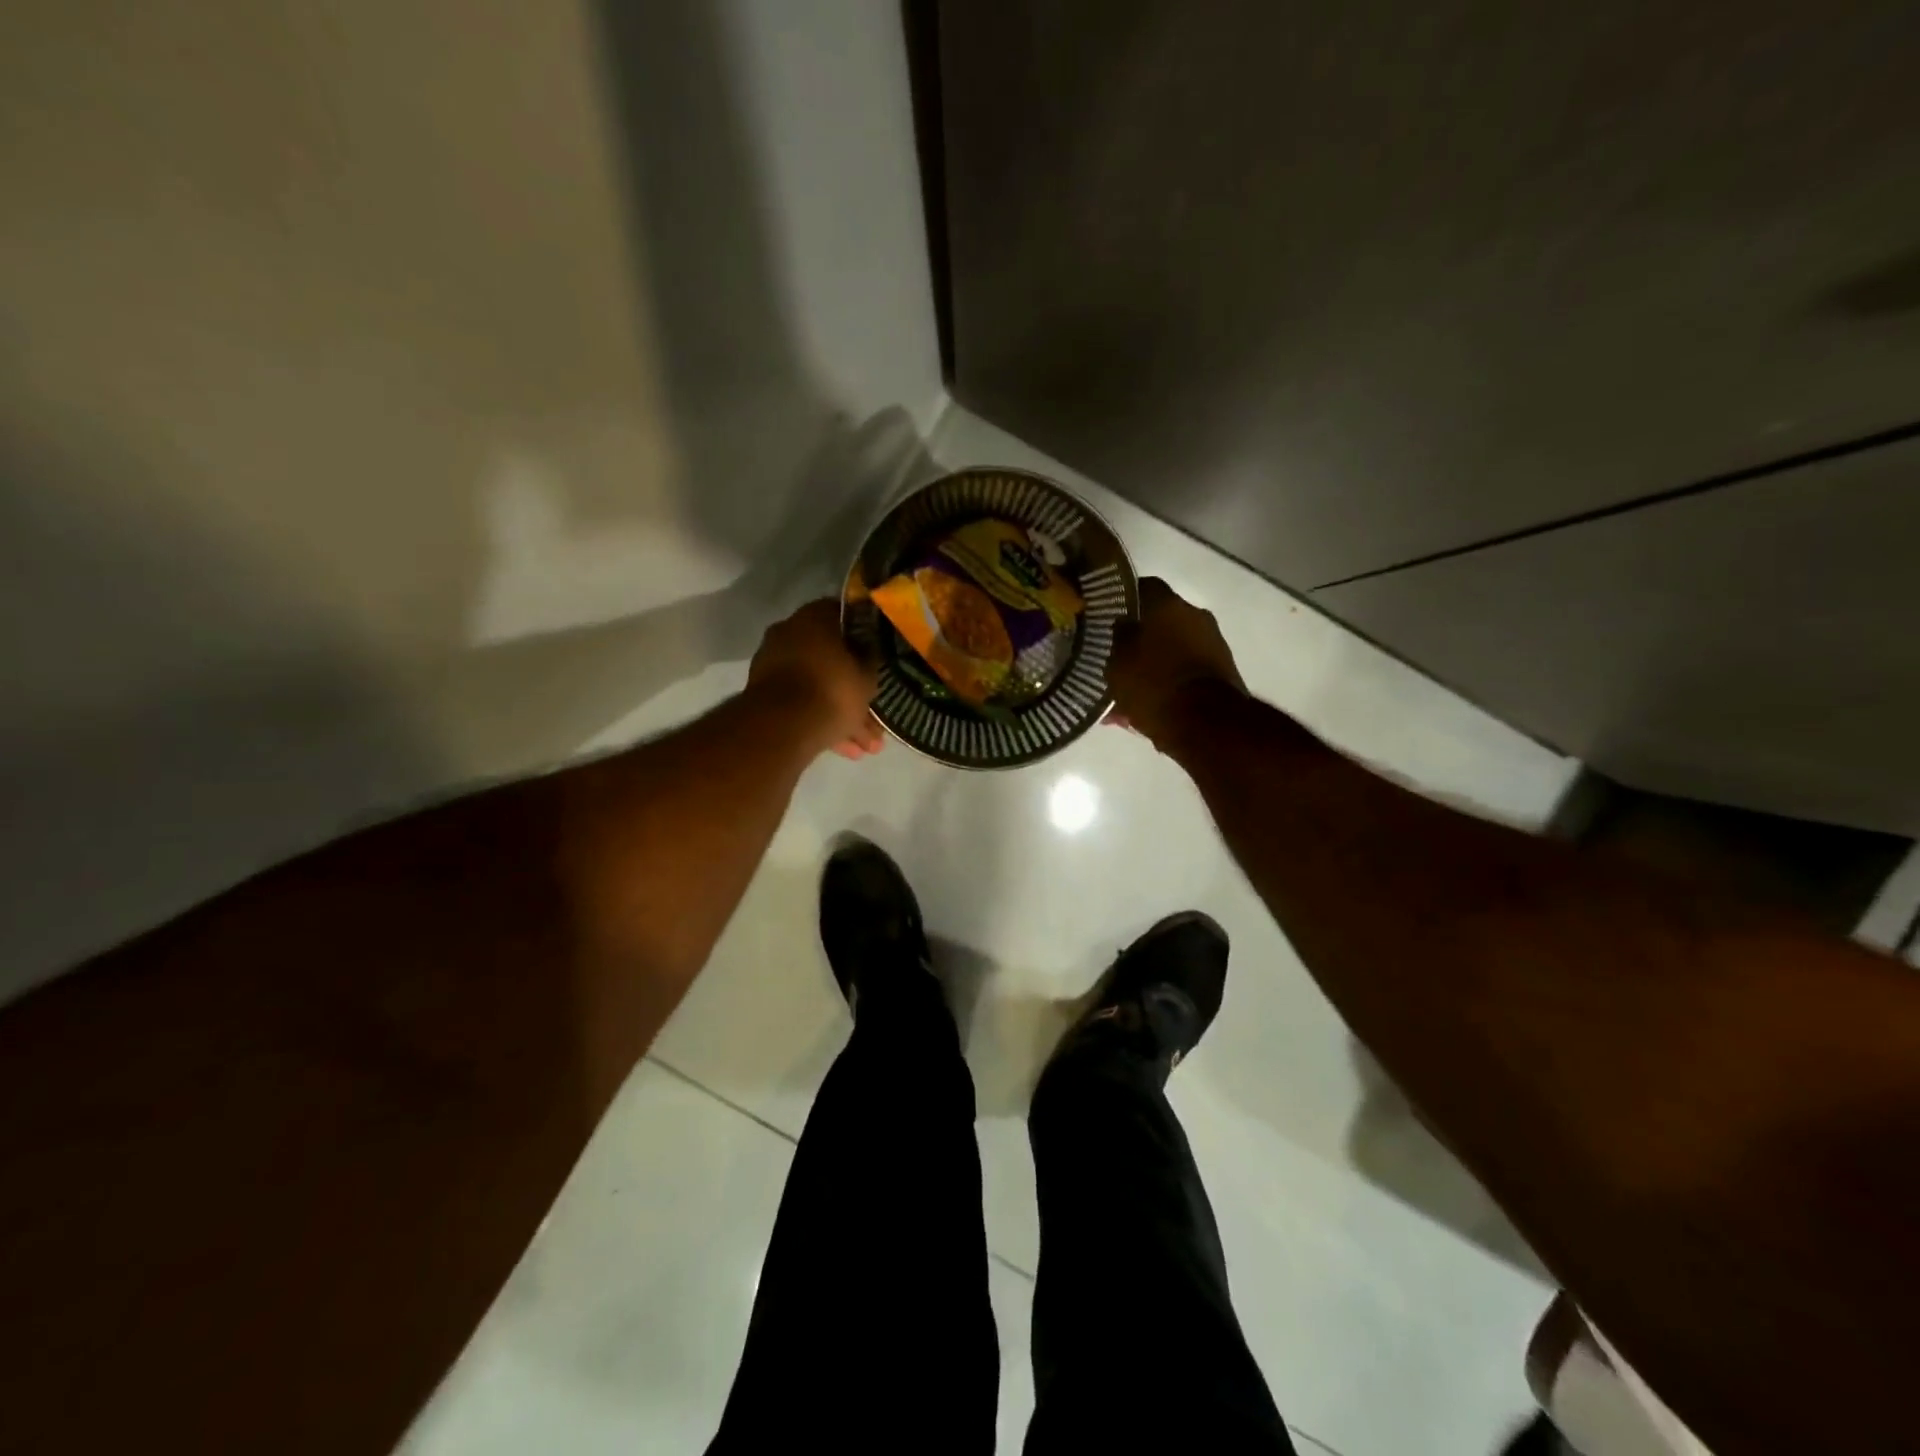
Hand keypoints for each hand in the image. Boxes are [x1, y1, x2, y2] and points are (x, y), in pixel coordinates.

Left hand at [748, 598, 884, 759]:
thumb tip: (871, 652)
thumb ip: (871, 660)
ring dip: (841, 713)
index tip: (878, 652)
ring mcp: (774, 663)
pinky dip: (822, 722)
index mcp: (814, 617)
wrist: (783, 725)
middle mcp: (789, 633)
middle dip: (853, 687)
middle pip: (830, 657)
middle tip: (875, 711)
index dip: (865, 635)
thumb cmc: (832, 689)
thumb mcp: (867, 676)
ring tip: (867, 745)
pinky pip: (801, 704)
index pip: (845, 617)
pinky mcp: (765, 694)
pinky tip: (845, 750)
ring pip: (817, 685)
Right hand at [1108, 577, 1246, 747]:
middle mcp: (1193, 614)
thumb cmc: (1153, 684)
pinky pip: (1186, 669)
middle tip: (1117, 656)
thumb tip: (1120, 625)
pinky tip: (1150, 703)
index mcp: (1165, 603)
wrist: (1206, 724)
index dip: (1120, 602)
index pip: (1138, 588)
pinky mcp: (1223, 669)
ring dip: (1154, 662)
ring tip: (1130, 688)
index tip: (1106, 617)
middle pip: (1159, 619)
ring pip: (1172, 647)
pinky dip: (1169, 680)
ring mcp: (1212, 641)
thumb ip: (1116, 639)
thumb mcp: (1116, 663)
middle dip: (1139, 637)